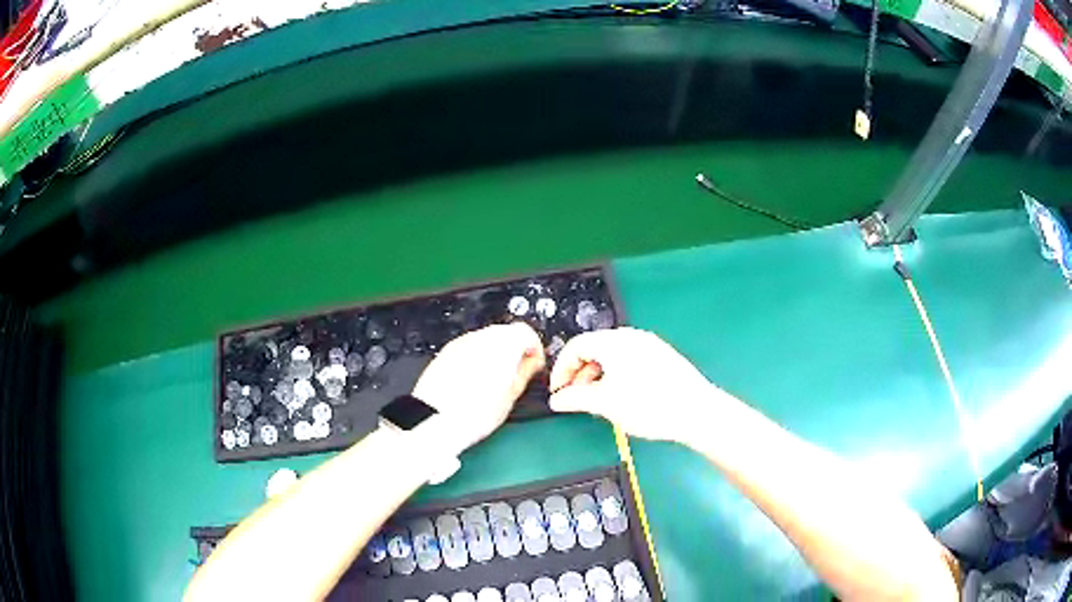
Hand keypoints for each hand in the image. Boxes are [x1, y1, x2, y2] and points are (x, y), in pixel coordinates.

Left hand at [412, 322, 545, 453]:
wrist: (437, 419)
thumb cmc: (476, 412)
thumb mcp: (512, 394)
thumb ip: (526, 371)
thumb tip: (533, 362)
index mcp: (504, 343)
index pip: (527, 333)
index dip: (535, 349)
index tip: (534, 364)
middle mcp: (481, 336)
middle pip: (506, 333)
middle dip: (515, 350)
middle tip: (517, 374)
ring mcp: (461, 342)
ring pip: (486, 340)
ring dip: (494, 354)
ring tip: (494, 382)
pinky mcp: (446, 352)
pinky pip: (468, 349)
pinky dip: (476, 359)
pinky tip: (474, 382)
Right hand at [548, 327, 722, 442]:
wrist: (696, 411)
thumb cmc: (650, 405)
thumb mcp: (606, 403)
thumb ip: (576, 398)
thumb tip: (557, 400)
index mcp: (614, 342)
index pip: (576, 346)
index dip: (561, 369)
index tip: (558, 391)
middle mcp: (631, 337)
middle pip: (594, 348)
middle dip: (579, 373)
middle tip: (576, 398)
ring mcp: (649, 345)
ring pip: (612, 355)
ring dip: (598, 375)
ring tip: (598, 400)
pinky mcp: (662, 357)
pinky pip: (629, 360)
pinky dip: (616, 374)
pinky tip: (622, 396)